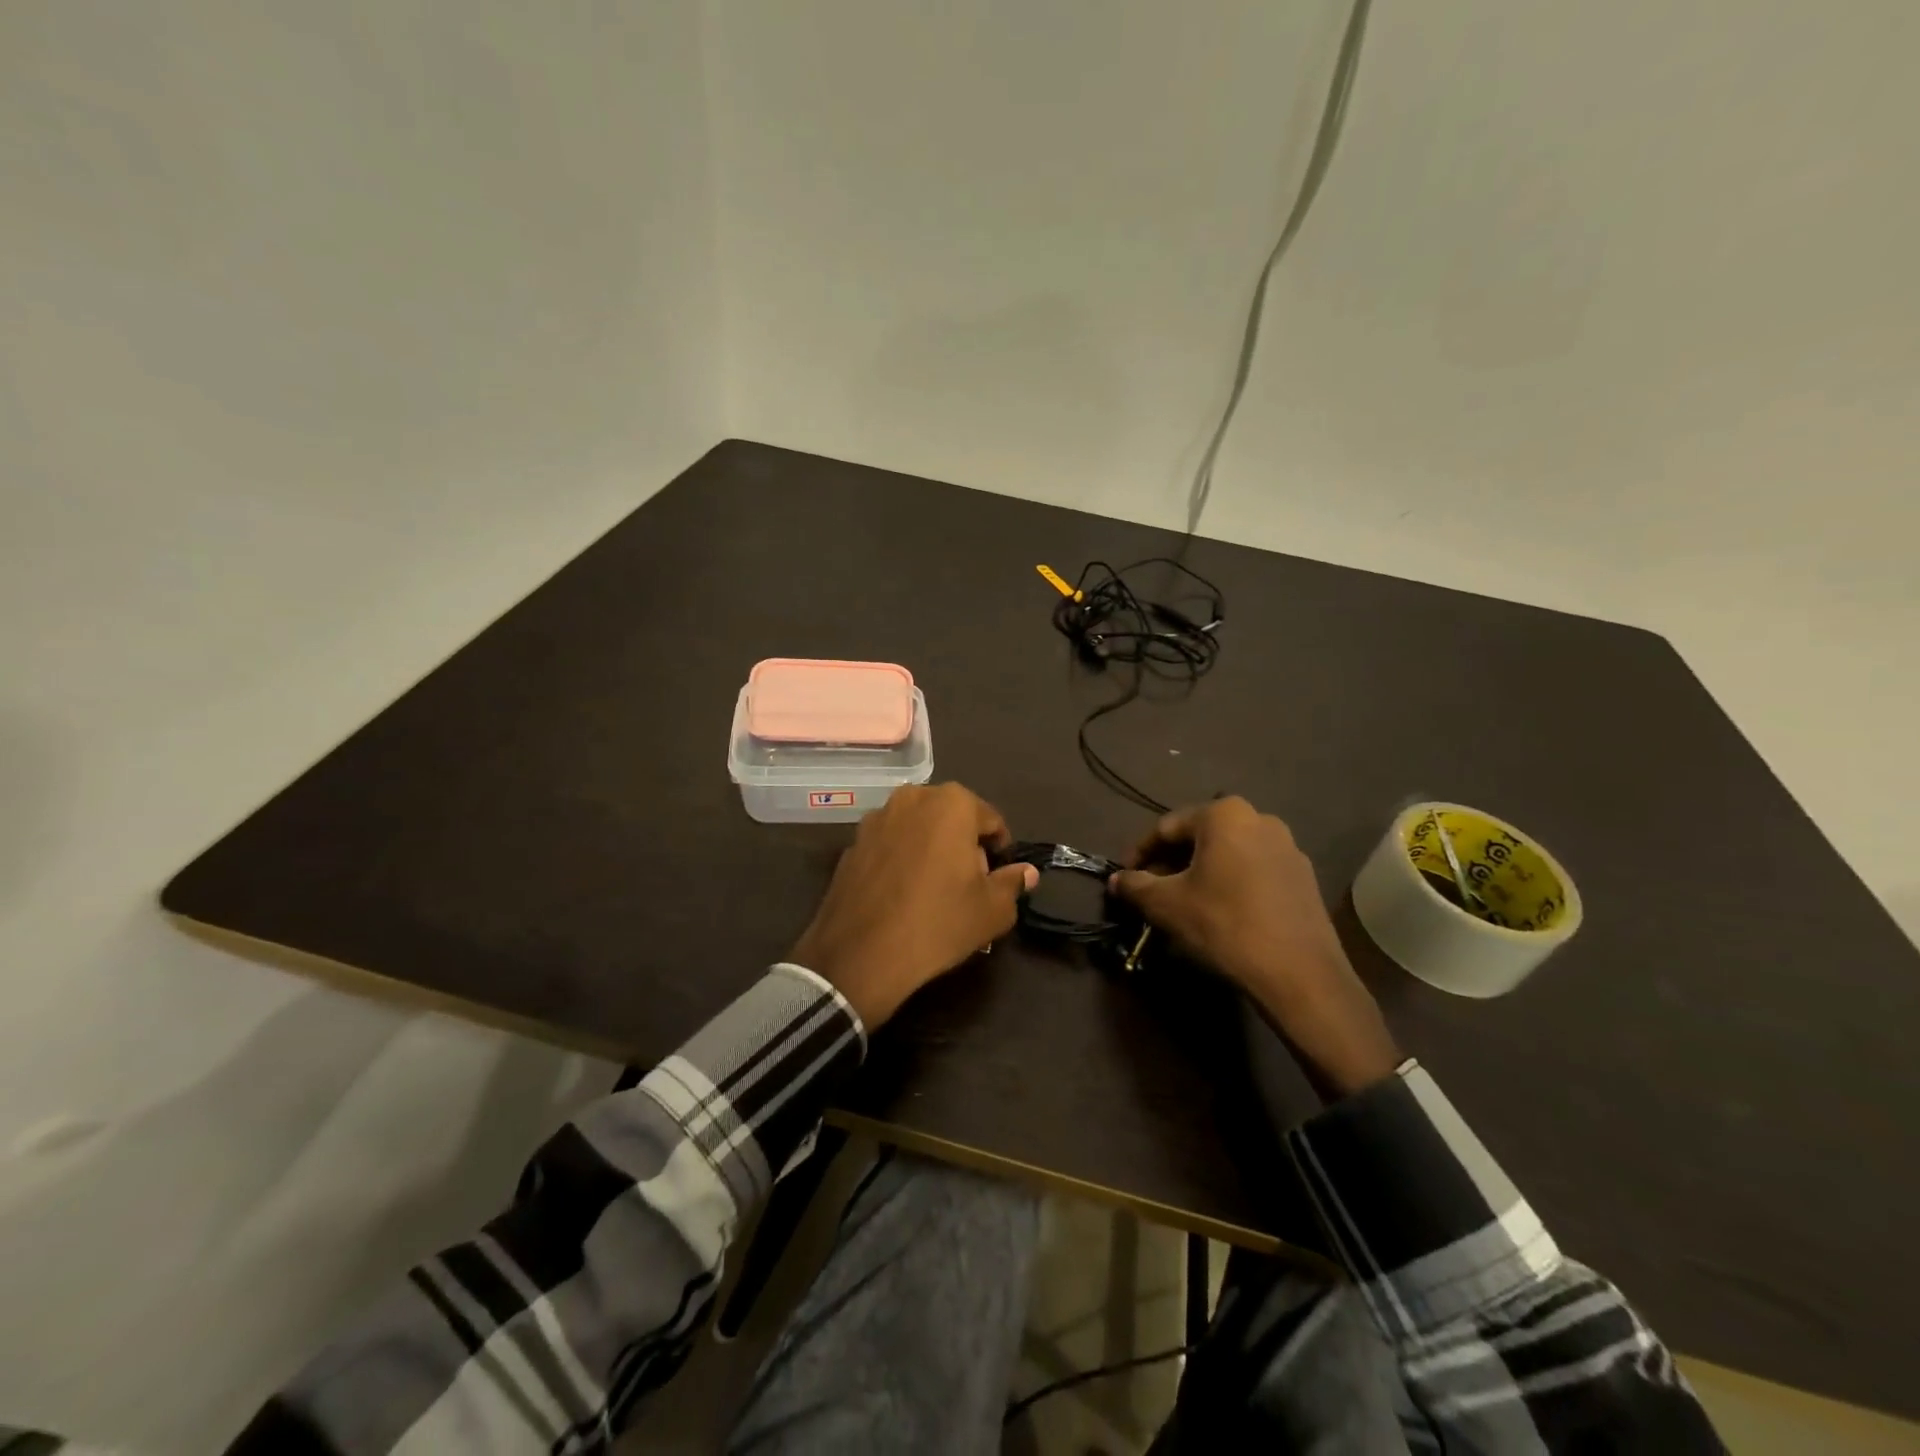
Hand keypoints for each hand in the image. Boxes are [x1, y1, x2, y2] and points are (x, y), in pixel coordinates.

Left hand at [790, 783, 1039, 1030]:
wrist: (861, 954)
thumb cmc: (939, 923)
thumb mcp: (992, 910)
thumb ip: (1013, 883)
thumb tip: (1026, 872)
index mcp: (952, 803)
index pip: (992, 821)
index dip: (1000, 851)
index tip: (996, 879)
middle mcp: (913, 797)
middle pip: (953, 819)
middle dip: (964, 845)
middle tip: (968, 886)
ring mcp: (877, 817)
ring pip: (919, 829)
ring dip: (931, 849)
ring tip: (933, 890)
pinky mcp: (852, 842)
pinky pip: (890, 845)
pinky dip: (901, 860)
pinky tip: (902, 895)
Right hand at [1110, 797, 1400, 1096]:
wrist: (1300, 974)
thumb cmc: (1224, 925)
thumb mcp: (1167, 905)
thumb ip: (1136, 886)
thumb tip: (1117, 880)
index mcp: (1224, 814)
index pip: (1167, 827)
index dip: (1140, 852)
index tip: (1125, 876)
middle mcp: (1259, 818)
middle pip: (1200, 837)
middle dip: (1171, 862)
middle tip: (1151, 891)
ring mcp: (1287, 847)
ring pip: (1228, 854)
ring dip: (1200, 873)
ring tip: (1183, 902)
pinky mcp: (1303, 876)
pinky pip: (1253, 870)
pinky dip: (1230, 883)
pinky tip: (1220, 911)